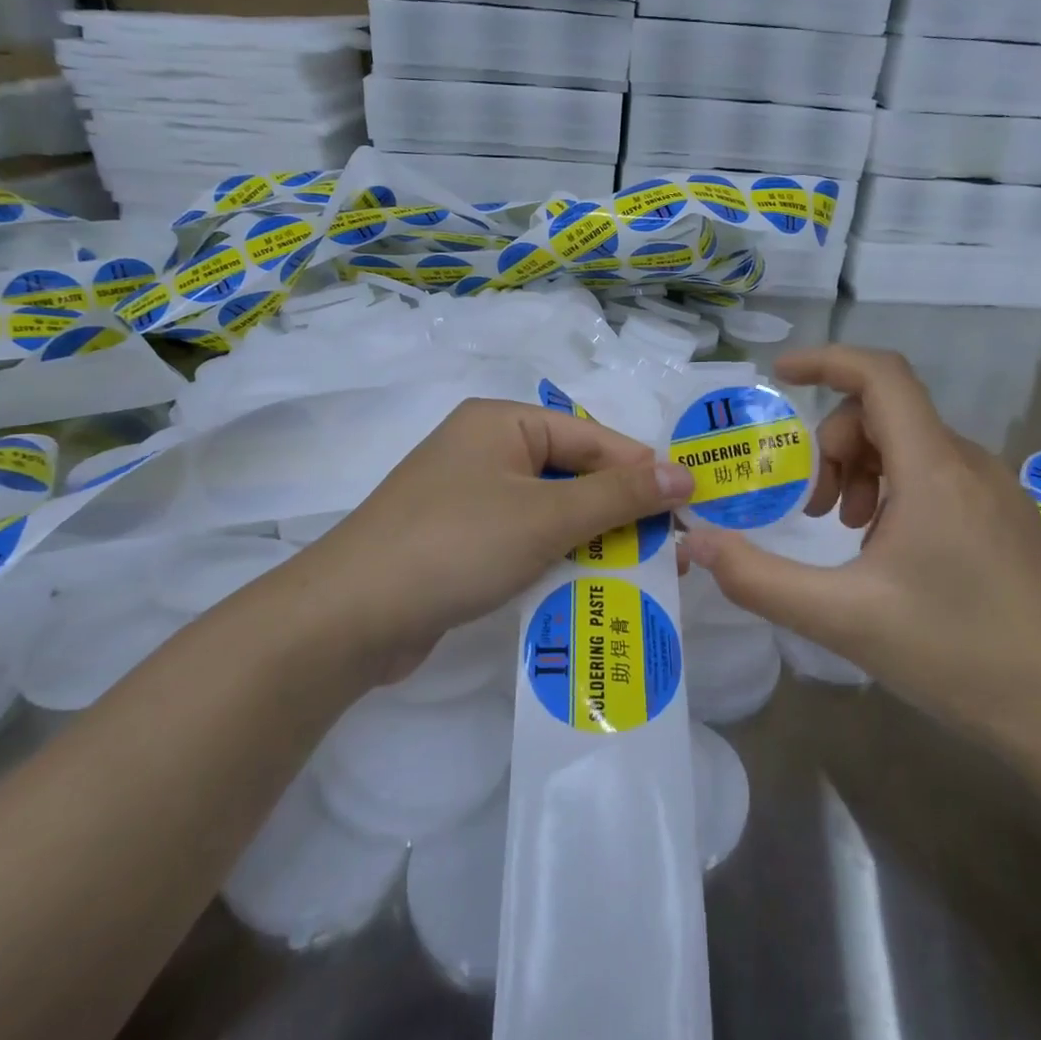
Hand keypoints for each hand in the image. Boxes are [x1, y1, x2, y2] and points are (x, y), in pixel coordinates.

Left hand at [293, 397, 693, 682]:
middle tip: (670, 548)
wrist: (350, 616)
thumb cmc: (457, 545)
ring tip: (641, 571)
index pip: (592, 438)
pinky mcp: (459, 541)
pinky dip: (556, 559)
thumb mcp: (547, 516)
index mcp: (503, 422)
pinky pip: (524, 539)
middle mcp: (485, 449)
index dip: (643, 472)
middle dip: (619, 512)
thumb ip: (619, 496)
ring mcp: (469, 497)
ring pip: (551, 511)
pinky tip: (587, 586)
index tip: (691, 506)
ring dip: (592, 540)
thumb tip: (684, 474)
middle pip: (573, 473)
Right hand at [682, 346, 1040, 747]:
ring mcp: (994, 488)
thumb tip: (696, 543)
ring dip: (861, 470)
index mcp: (933, 470)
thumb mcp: (841, 618)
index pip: (880, 376)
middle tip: (813, 509)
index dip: (826, 361)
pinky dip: (893, 489)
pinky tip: (888, 549)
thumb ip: (759, 579)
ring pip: (909, 443)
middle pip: (885, 412)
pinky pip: (935, 472)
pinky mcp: (1004, 515)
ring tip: (848, 532)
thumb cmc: (955, 655)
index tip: (779, 375)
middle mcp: (968, 463)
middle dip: (832, 445)